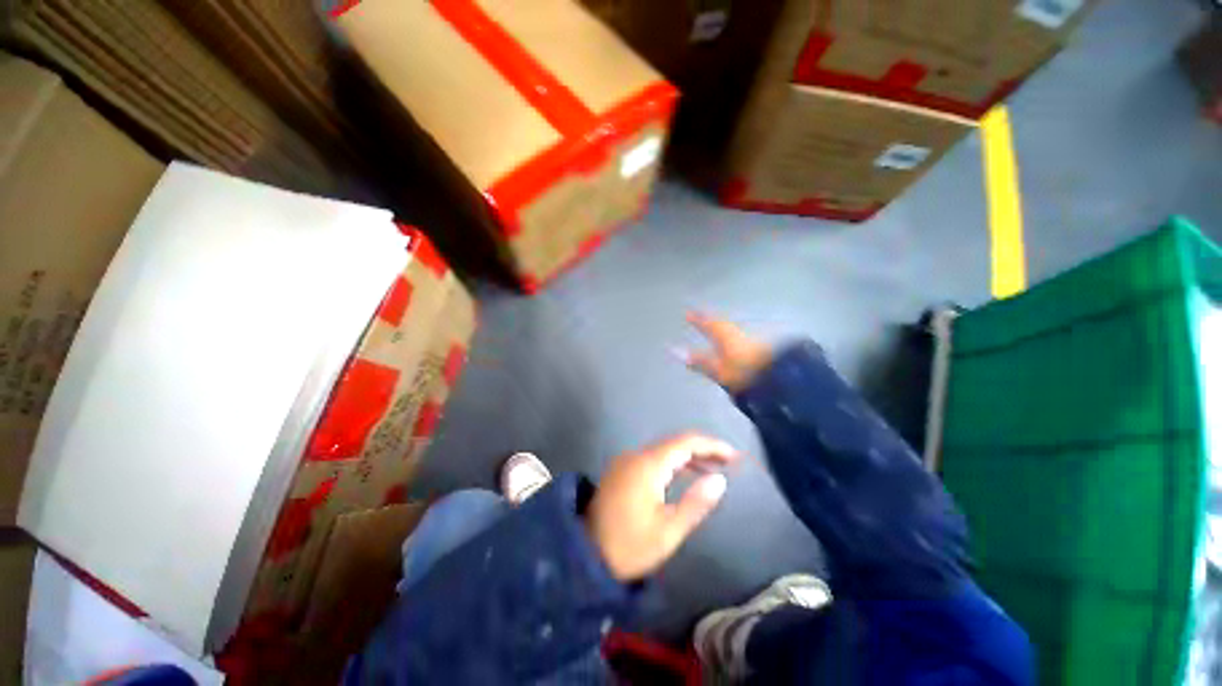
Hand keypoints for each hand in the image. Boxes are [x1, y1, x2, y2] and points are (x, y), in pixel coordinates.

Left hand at [586, 433, 739, 580]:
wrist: (583, 554)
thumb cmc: (629, 546)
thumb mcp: (668, 531)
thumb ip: (696, 503)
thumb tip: (720, 479)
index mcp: (648, 465)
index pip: (685, 442)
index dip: (711, 445)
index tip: (734, 456)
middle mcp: (636, 455)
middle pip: (674, 443)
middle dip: (702, 449)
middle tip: (728, 462)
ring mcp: (626, 461)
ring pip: (663, 450)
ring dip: (688, 456)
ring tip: (713, 468)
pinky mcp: (621, 471)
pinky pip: (652, 459)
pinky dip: (672, 463)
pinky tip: (684, 474)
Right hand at [684, 313, 773, 392]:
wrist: (780, 378)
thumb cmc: (744, 373)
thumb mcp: (718, 370)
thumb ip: (698, 361)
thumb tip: (674, 351)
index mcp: (725, 336)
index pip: (708, 325)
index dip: (697, 320)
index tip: (688, 313)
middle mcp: (737, 334)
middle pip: (721, 325)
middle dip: (710, 322)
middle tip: (702, 317)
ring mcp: (751, 340)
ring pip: (732, 331)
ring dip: (723, 329)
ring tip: (716, 328)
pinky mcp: (760, 349)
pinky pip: (740, 338)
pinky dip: (732, 337)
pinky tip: (734, 342)